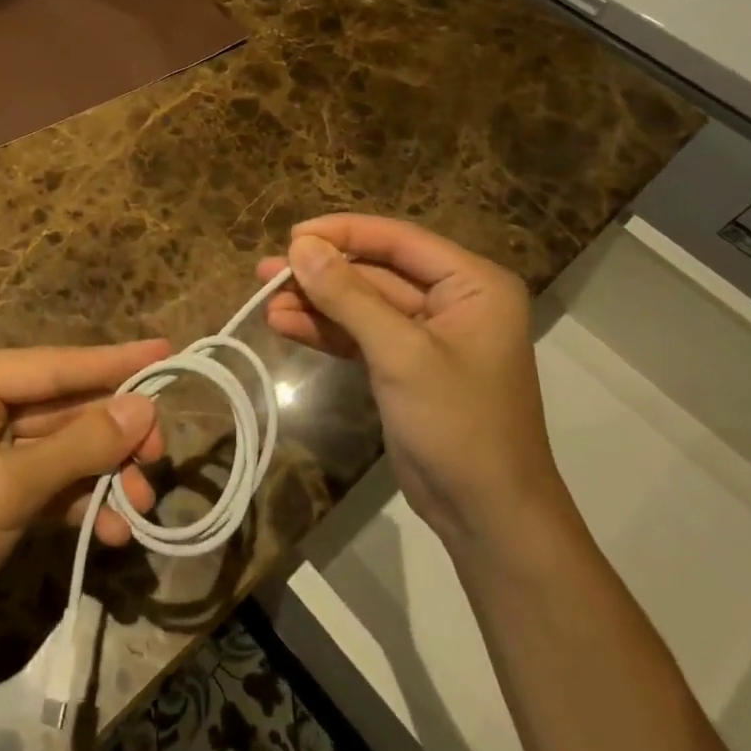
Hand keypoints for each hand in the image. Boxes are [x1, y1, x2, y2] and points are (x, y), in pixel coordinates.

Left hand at [0, 341, 168, 671]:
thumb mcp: (5, 487)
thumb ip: (79, 447)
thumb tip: (146, 408)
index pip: (53, 365)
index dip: (113, 362)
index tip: (167, 351)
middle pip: (63, 408)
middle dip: (112, 435)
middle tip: (161, 453)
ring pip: (63, 450)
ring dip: (104, 475)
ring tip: (145, 504)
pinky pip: (52, 485)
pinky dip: (83, 503)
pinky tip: (115, 530)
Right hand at [257, 215, 561, 546]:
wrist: (487, 516)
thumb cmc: (458, 424)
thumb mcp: (401, 355)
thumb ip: (349, 296)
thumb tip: (300, 246)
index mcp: (473, 284)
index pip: (399, 240)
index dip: (343, 233)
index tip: (291, 236)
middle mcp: (453, 300)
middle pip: (376, 271)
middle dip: (321, 273)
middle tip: (266, 271)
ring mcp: (427, 334)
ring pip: (362, 303)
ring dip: (315, 302)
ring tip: (264, 301)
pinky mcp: (404, 364)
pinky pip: (360, 333)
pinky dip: (325, 330)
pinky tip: (284, 325)